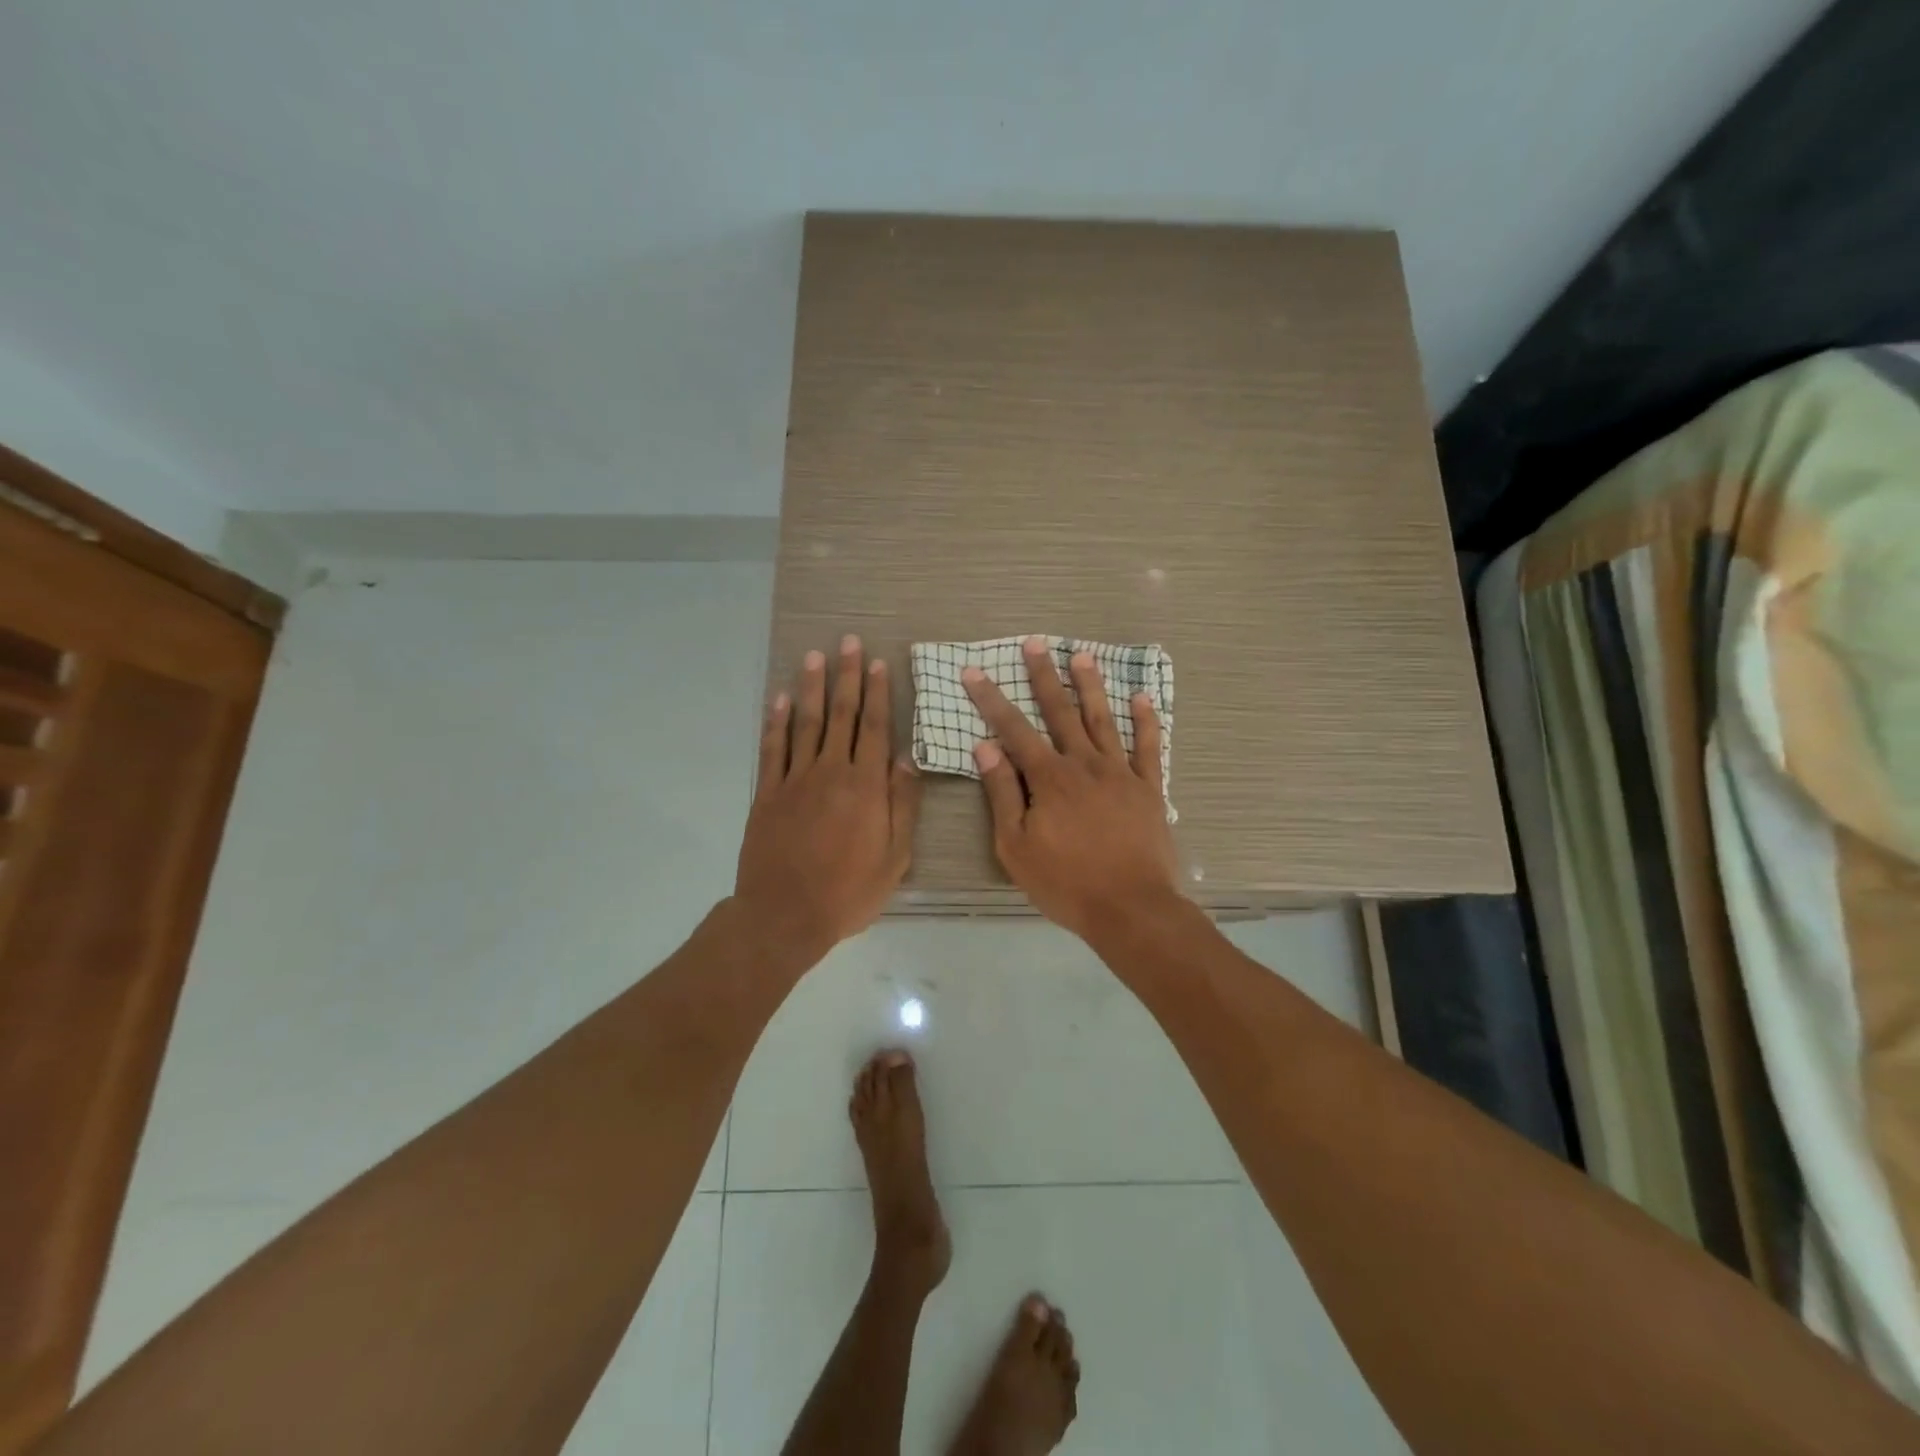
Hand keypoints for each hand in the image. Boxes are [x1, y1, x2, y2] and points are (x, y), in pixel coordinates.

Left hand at [735, 635, 922, 960]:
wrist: (785, 915)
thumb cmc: (849, 891)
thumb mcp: (895, 857)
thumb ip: (902, 804)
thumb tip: (906, 759)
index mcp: (865, 786)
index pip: (875, 728)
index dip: (877, 693)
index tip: (877, 662)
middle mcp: (830, 772)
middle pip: (842, 716)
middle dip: (846, 676)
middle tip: (848, 642)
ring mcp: (795, 780)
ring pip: (806, 723)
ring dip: (812, 688)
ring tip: (815, 656)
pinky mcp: (768, 793)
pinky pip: (772, 748)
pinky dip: (775, 721)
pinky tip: (778, 698)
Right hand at [962, 636, 1180, 939]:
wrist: (1130, 908)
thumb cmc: (1065, 883)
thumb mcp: (1016, 846)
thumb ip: (1002, 794)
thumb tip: (986, 747)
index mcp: (1049, 778)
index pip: (1014, 730)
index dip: (991, 699)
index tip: (975, 671)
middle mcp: (1084, 765)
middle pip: (1061, 712)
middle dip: (1045, 676)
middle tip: (1036, 643)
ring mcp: (1120, 774)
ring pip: (1104, 720)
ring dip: (1091, 686)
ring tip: (1082, 655)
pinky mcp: (1149, 789)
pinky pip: (1149, 748)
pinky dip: (1146, 722)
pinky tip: (1143, 698)